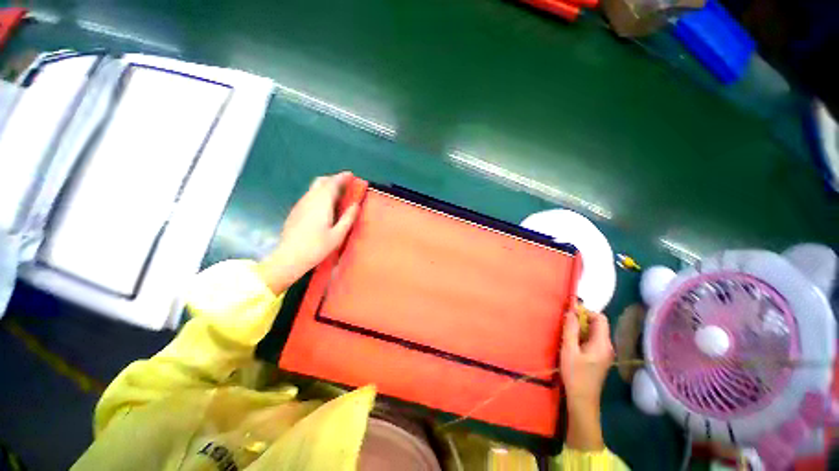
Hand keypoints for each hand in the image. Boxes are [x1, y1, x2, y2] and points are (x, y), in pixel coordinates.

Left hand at [258, 172, 358, 294]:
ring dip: (326, 186)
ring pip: (314, 188)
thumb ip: (348, 218)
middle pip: (321, 181)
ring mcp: (300, 204)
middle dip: (333, 179)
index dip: (342, 177)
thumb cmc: (317, 247)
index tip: (351, 175)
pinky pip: (309, 196)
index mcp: (321, 203)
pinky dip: (319, 194)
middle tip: (345, 184)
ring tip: (337, 194)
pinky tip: (324, 205)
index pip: (332, 183)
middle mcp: (309, 199)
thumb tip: (356, 205)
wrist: (289, 257)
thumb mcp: (338, 235)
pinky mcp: (296, 211)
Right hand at [561, 309, 613, 450]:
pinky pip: (592, 340)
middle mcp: (607, 346)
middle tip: (565, 324)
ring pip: (594, 332)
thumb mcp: (569, 350)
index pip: (600, 318)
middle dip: (581, 320)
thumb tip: (570, 311)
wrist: (582, 400)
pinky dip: (581, 337)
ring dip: (580, 329)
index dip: (586, 312)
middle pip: (597, 325)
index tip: (570, 314)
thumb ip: (570, 329)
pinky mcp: (599, 358)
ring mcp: (604, 353)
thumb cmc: (575, 375)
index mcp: (602, 343)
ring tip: (565, 333)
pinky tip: (570, 344)